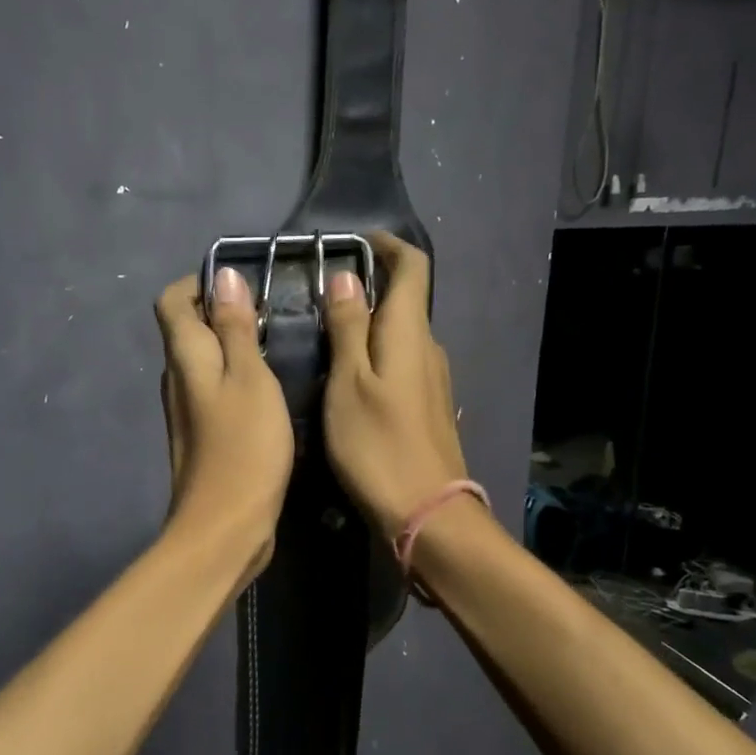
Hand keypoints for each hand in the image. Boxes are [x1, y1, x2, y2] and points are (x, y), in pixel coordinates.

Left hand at [154, 268, 294, 576]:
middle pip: (187, 329)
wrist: (225, 527)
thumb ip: (235, 327)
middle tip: (271, 313)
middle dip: (222, 312)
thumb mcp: (250, 378)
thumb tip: (223, 276)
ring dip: (232, 346)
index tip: (242, 285)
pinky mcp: (201, 435)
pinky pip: (214, 390)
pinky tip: (269, 389)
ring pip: (203, 361)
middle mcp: (176, 378)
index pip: (172, 300)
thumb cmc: (244, 446)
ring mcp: (186, 410)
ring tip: (277, 345)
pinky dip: (236, 378)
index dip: (200, 284)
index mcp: (184, 357)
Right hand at [321, 233, 468, 536]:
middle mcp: (429, 348)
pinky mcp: (429, 406)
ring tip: (326, 334)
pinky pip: (402, 361)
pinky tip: (348, 377)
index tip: (354, 242)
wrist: (426, 512)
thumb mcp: (348, 383)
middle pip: (406, 300)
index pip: (413, 267)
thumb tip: (347, 277)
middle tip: (322, 293)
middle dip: (370, 286)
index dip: (387, 246)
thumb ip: (348, 328)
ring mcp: (433, 379)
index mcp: (409, 333)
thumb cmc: (378, 444)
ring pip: (401, 334)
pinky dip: (376, 353)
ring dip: (369, 323)